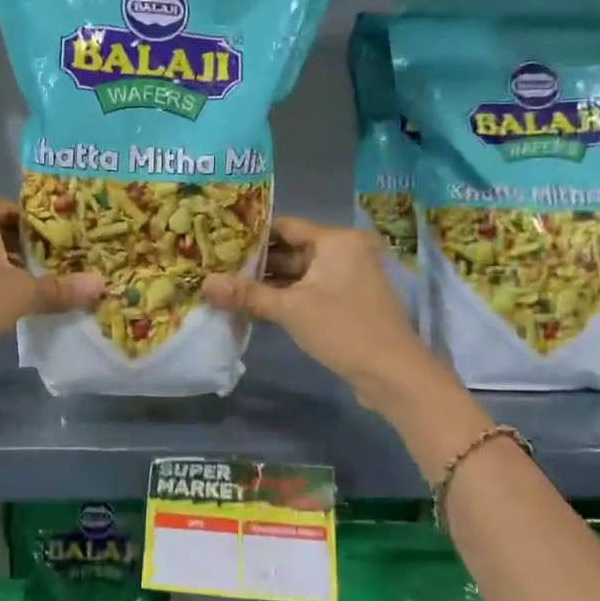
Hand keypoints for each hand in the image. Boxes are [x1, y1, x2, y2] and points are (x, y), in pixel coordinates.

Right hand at [203, 216, 449, 412]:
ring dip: (270, 281)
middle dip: (257, 260)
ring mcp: (349, 277)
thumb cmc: (343, 330)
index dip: (252, 233)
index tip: (220, 240)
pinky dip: (287, 295)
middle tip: (218, 265)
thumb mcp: (290, 310)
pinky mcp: (348, 300)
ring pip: (300, 272)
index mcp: (336, 241)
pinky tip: (255, 305)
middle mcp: (345, 251)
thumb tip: (205, 283)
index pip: (286, 226)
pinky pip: (310, 289)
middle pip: (292, 248)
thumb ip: (248, 294)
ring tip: (229, 285)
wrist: (393, 374)